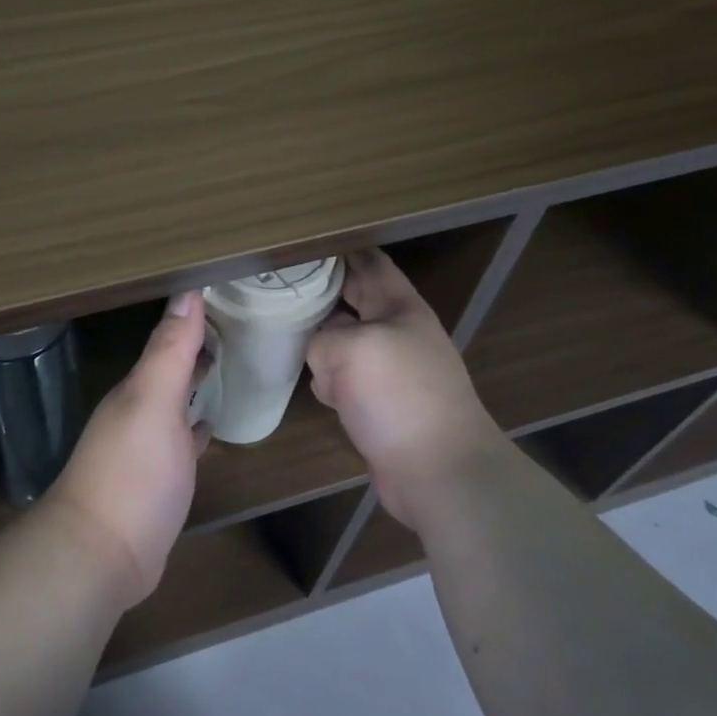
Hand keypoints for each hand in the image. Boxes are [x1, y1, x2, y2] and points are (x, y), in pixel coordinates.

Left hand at [47, 291, 210, 606]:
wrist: (103, 554)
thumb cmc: (133, 472)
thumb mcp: (153, 402)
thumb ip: (170, 350)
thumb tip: (187, 291)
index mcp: (137, 390)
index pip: (167, 342)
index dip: (193, 320)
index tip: (226, 296)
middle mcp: (137, 413)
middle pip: (169, 371)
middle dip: (194, 349)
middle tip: (236, 327)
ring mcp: (145, 449)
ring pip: (174, 404)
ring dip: (193, 385)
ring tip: (226, 366)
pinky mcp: (157, 482)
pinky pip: (180, 443)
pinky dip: (194, 428)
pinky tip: (208, 427)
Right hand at [306, 249, 504, 529]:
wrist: (438, 471)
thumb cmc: (399, 396)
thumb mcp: (351, 349)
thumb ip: (323, 337)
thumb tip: (321, 354)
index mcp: (401, 307)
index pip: (368, 263)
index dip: (338, 250)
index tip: (300, 244)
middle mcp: (397, 333)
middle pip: (353, 301)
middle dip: (321, 294)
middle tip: (278, 287)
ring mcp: (390, 372)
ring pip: (344, 342)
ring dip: (320, 341)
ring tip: (285, 335)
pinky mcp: (380, 406)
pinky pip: (346, 381)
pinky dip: (329, 382)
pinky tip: (315, 388)